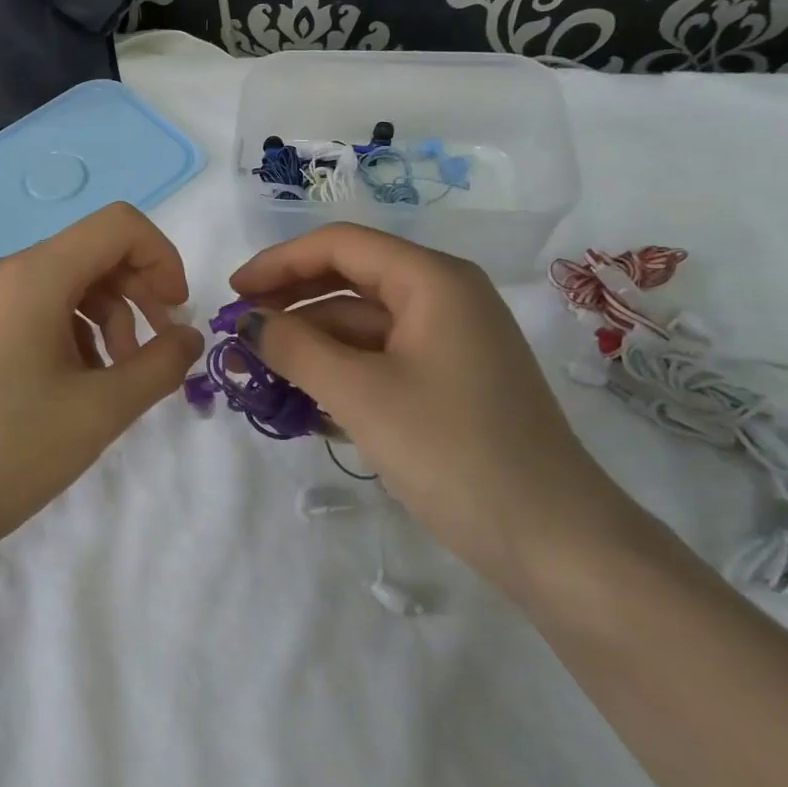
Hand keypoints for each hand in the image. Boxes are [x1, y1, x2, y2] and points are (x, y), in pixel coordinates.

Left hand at [0, 203, 203, 564]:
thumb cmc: (11, 452)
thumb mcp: (101, 410)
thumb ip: (161, 365)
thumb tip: (189, 336)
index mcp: (32, 275)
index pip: (118, 225)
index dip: (162, 258)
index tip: (176, 313)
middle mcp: (2, 272)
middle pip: (92, 253)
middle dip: (137, 294)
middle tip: (155, 351)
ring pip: (65, 282)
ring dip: (106, 318)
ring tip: (114, 378)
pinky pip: (35, 306)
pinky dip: (71, 331)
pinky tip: (75, 383)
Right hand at [230, 224, 628, 587]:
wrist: (554, 541)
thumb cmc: (454, 452)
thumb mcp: (361, 395)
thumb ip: (295, 349)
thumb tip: (248, 322)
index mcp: (432, 280)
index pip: (340, 245)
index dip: (279, 263)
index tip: (233, 293)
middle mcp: (444, 297)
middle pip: (350, 279)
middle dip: (291, 302)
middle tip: (241, 332)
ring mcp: (450, 341)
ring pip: (363, 323)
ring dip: (312, 343)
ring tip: (262, 372)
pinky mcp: (450, 381)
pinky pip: (381, 358)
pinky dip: (341, 371)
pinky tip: (305, 401)